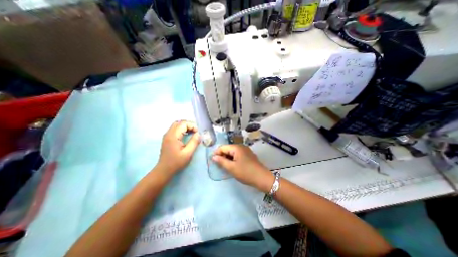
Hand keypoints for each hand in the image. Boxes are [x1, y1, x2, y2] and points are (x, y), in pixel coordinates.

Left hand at [158, 120, 200, 173]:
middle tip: (195, 131)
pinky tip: (186, 136)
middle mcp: (168, 133)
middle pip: (179, 122)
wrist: (164, 170)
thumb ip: (194, 142)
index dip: (192, 126)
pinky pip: (175, 129)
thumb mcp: (188, 153)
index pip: (183, 124)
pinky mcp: (167, 138)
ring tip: (192, 133)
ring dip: (185, 127)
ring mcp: (166, 136)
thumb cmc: (176, 162)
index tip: (197, 132)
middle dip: (188, 125)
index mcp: (173, 136)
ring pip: (176, 125)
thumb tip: (198, 134)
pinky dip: (182, 130)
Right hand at [213, 145, 273, 190]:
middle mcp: (241, 146)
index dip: (216, 153)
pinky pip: (238, 154)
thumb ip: (221, 161)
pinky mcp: (248, 155)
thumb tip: (213, 156)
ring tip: (224, 166)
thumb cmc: (245, 172)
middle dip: (222, 155)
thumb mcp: (231, 167)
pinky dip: (233, 159)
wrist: (262, 177)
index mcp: (236, 147)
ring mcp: (246, 150)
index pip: (223, 147)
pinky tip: (232, 165)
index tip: (212, 160)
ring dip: (227, 158)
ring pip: (233, 152)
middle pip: (228, 148)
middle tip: (218, 165)